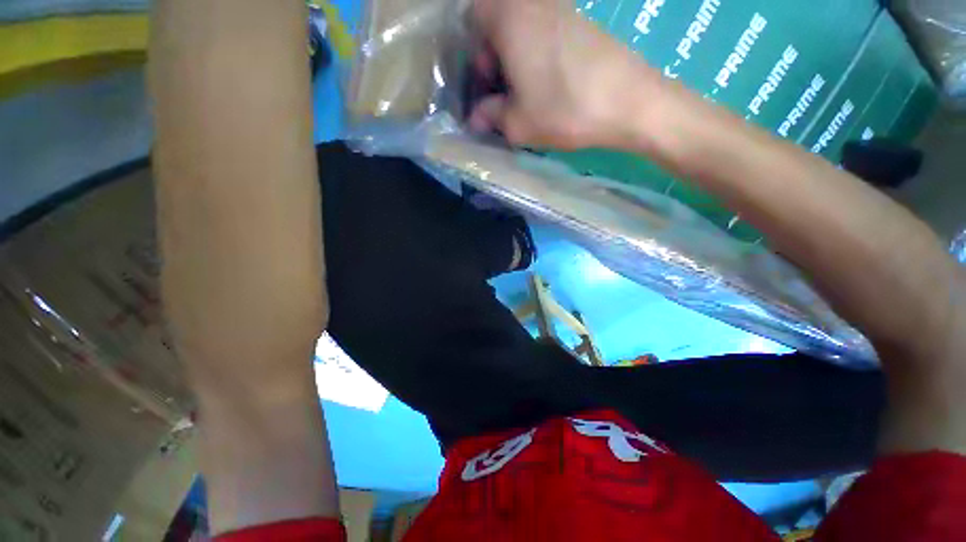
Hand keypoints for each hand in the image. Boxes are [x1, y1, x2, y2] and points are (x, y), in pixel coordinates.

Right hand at [469, 0, 663, 149]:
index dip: (477, 53)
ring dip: (525, 54)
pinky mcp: (588, 22)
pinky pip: (554, 31)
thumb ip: (491, 115)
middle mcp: (533, 4)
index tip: (492, 82)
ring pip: (528, 28)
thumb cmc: (569, 105)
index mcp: (506, 15)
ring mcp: (565, 10)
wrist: (639, 102)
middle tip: (512, 87)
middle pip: (501, 23)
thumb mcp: (519, 121)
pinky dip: (549, 52)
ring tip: (538, 88)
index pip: (473, 21)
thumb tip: (480, 116)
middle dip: (500, 53)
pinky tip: (563, 80)